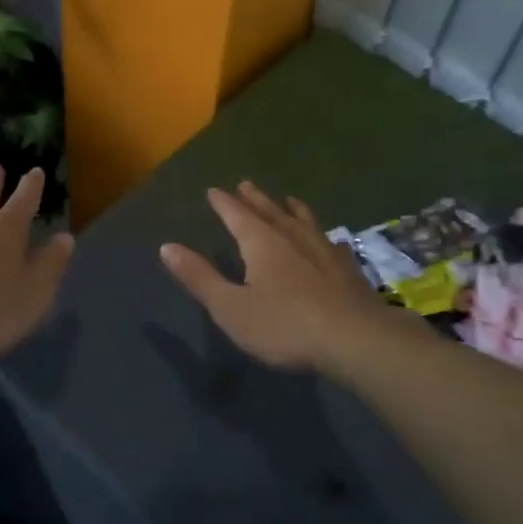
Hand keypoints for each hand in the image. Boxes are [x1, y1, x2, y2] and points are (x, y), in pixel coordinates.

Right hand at [160, 181, 410, 373]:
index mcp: (261, 243)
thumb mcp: (230, 308)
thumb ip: (199, 277)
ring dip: (290, 209)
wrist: (355, 339)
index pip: (236, 215)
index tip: (214, 190)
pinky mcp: (347, 269)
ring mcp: (324, 250)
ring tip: (287, 200)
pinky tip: (330, 240)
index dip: (223, 203)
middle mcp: (292, 237)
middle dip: (255, 199)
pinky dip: (322, 235)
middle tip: (246, 184)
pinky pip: (330, 242)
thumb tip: (167, 247)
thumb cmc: (285, 325)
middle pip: (270, 211)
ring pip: (303, 221)